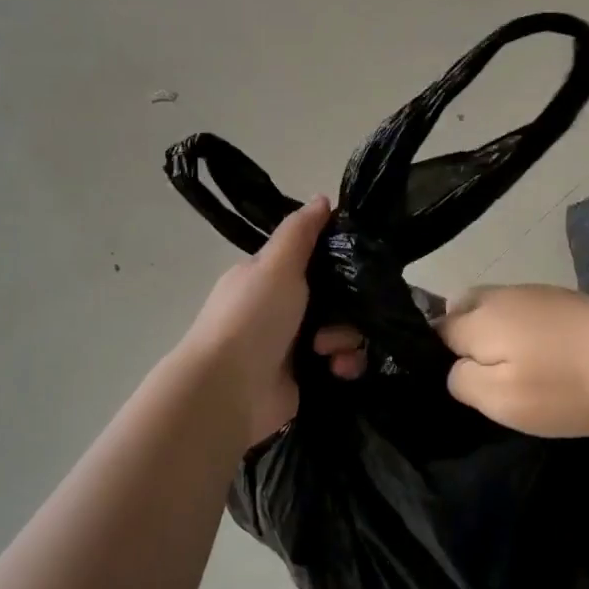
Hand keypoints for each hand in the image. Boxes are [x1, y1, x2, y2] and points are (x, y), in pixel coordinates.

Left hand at [177, 196, 332, 444]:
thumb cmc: (252, 318)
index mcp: (268, 277)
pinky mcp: (303, 377)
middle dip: (347, 308)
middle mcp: (280, 308)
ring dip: (346, 339)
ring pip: (341, 331)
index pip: (312, 259)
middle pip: (334, 297)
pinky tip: (337, 370)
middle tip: (338, 318)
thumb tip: (322, 198)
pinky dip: (344, 366)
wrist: (229, 390)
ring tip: (329, 352)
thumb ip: (300, 232)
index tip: (359, 265)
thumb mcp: (276, 265)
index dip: (337, 260)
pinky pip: (339, 364)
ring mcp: (291, 345)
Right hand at [436, 284, 588, 437]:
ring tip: (518, 369)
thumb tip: (456, 367)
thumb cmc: (565, 388)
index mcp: (480, 316)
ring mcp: (540, 293)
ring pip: (499, 307)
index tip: (457, 382)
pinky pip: (530, 311)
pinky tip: (551, 359)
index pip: (436, 328)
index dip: (437, 355)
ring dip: (497, 332)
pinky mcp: (571, 301)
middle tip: (483, 375)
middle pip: (464, 307)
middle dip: (462, 335)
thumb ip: (462, 380)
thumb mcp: (499, 400)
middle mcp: (504, 295)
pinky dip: (527, 331)